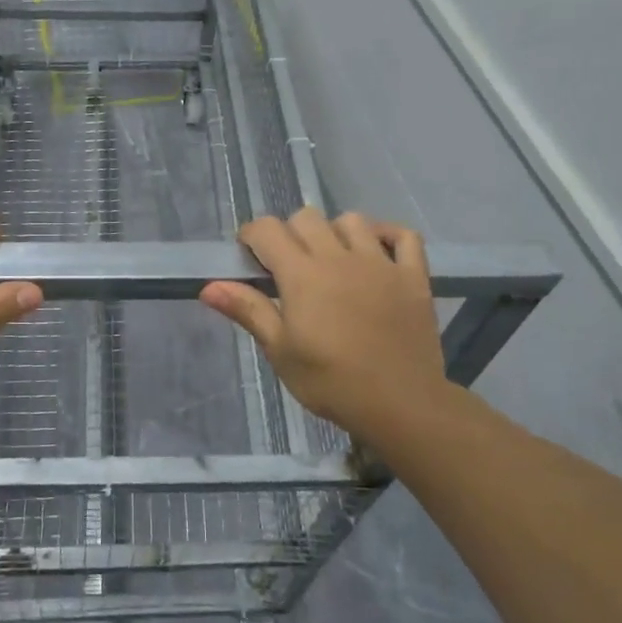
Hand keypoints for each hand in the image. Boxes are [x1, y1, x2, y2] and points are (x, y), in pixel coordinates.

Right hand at [199, 208, 451, 442]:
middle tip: (289, 265)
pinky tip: (379, 252)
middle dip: (290, 232)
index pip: (267, 229)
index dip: (252, 235)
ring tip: (333, 259)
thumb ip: (248, 310)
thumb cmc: (331, 382)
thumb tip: (208, 286)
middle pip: (307, 217)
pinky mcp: (413, 276)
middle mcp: (339, 257)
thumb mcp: (281, 351)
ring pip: (352, 220)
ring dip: (336, 232)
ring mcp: (381, 263)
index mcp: (302, 274)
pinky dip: (389, 236)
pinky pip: (405, 236)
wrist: (401, 404)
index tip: (249, 256)